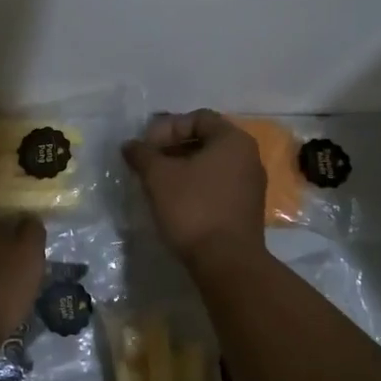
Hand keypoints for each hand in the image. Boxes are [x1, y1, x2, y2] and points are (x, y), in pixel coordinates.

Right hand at [121, 110, 266, 270]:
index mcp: (233, 140)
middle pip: (205, 140)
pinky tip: (175, 201)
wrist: (226, 262)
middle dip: (172, 147)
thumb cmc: (193, 209)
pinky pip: (218, 184)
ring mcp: (251, 184)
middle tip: (148, 162)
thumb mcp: (159, 177)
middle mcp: (248, 156)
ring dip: (182, 167)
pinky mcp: (246, 208)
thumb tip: (130, 145)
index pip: (197, 118)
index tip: (146, 147)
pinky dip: (195, 185)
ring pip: (211, 164)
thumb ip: (142, 155)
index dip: (167, 127)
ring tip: (157, 182)